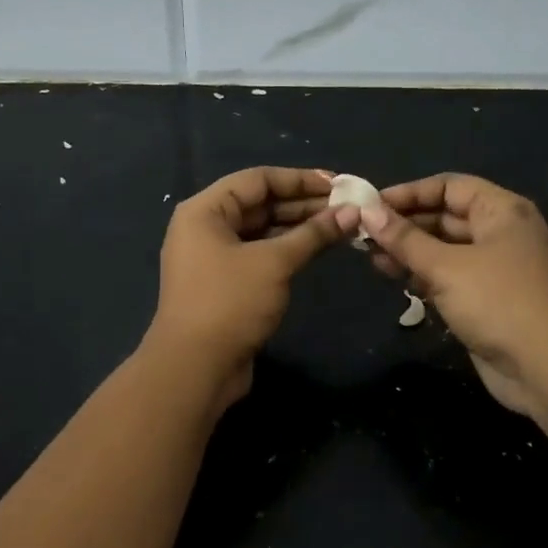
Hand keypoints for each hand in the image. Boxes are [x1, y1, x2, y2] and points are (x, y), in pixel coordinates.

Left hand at [145, 167, 356, 409]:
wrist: (195, 368)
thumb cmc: (230, 303)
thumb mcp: (274, 263)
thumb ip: (313, 234)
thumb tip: (352, 212)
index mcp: (205, 210)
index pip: (257, 179)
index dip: (299, 179)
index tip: (338, 184)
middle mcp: (205, 227)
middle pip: (259, 203)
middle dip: (303, 204)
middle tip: (346, 207)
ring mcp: (213, 257)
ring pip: (261, 230)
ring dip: (298, 227)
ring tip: (341, 226)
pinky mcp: (224, 283)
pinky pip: (259, 254)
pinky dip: (286, 249)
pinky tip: (317, 249)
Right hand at [361, 173, 547, 417]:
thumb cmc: (498, 302)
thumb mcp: (445, 267)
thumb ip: (405, 239)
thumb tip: (368, 211)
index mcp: (501, 211)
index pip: (448, 187)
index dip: (410, 193)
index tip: (371, 205)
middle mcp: (500, 232)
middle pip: (445, 216)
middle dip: (404, 224)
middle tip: (364, 233)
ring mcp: (495, 267)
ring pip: (444, 248)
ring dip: (409, 251)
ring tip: (370, 257)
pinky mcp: (487, 298)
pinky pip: (448, 275)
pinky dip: (422, 274)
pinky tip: (393, 277)